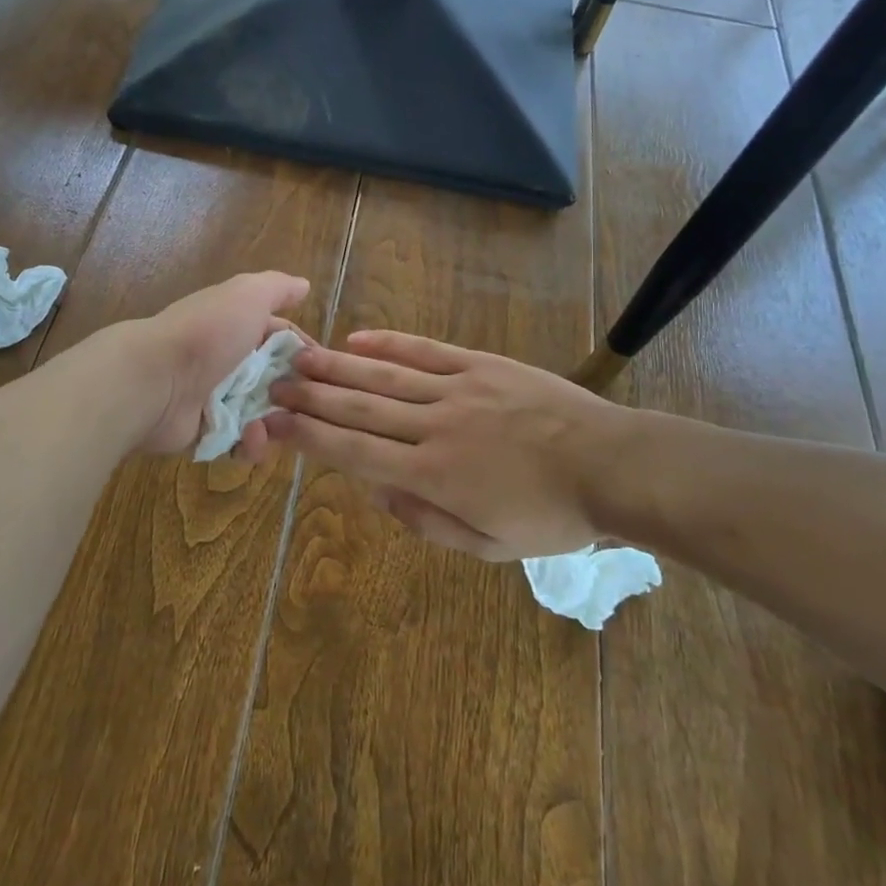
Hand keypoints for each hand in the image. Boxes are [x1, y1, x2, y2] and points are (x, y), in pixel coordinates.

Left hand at [119, 271, 312, 457]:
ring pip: (263, 414)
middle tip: (311, 404)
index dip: (306, 352)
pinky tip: (250, 436)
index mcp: (239, 327)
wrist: (154, 379)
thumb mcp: (247, 295)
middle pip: (277, 380)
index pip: (283, 339)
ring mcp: (218, 399)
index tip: (329, 367)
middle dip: (297, 392)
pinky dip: (250, 444)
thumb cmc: (207, 332)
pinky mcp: (207, 433)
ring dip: (277, 421)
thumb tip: (303, 285)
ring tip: (275, 424)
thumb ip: (277, 288)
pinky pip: (240, 443)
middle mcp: (229, 360)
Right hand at [264, 330, 633, 559]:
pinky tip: (358, 340)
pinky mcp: (480, 365)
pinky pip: (425, 352)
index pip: (356, 452)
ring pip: (385, 378)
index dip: (311, 438)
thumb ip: (426, 522)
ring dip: (338, 368)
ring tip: (300, 357)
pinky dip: (389, 345)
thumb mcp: (488, 546)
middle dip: (312, 397)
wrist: (611, 465)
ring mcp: (457, 390)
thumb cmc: (551, 516)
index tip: (276, 424)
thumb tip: (377, 492)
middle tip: (274, 383)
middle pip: (360, 409)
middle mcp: (435, 428)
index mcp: (434, 476)